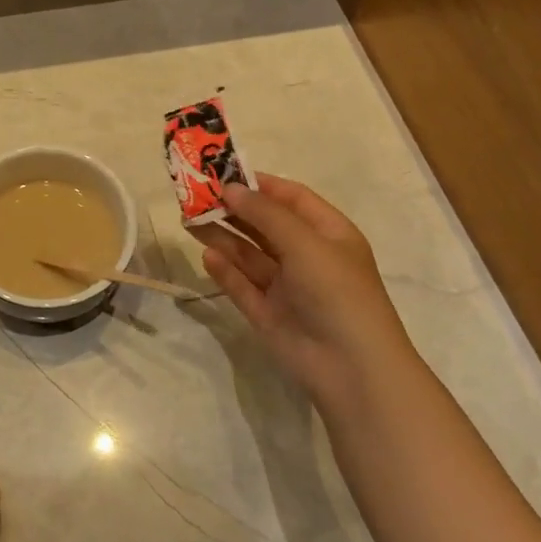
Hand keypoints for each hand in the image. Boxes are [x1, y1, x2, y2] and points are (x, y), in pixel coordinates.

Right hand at [201, 175, 416, 410]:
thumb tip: (230, 188)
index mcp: (328, 234)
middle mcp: (307, 256)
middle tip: (195, 196)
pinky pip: (242, 286)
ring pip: (249, 255)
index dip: (260, 184)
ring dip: (222, 237)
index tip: (223, 173)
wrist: (351, 367)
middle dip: (233, 210)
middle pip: (265, 225)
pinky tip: (206, 256)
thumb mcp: (305, 243)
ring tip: (189, 221)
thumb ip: (265, 214)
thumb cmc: (336, 291)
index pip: (292, 198)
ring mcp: (287, 287)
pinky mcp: (268, 314)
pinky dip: (225, 271)